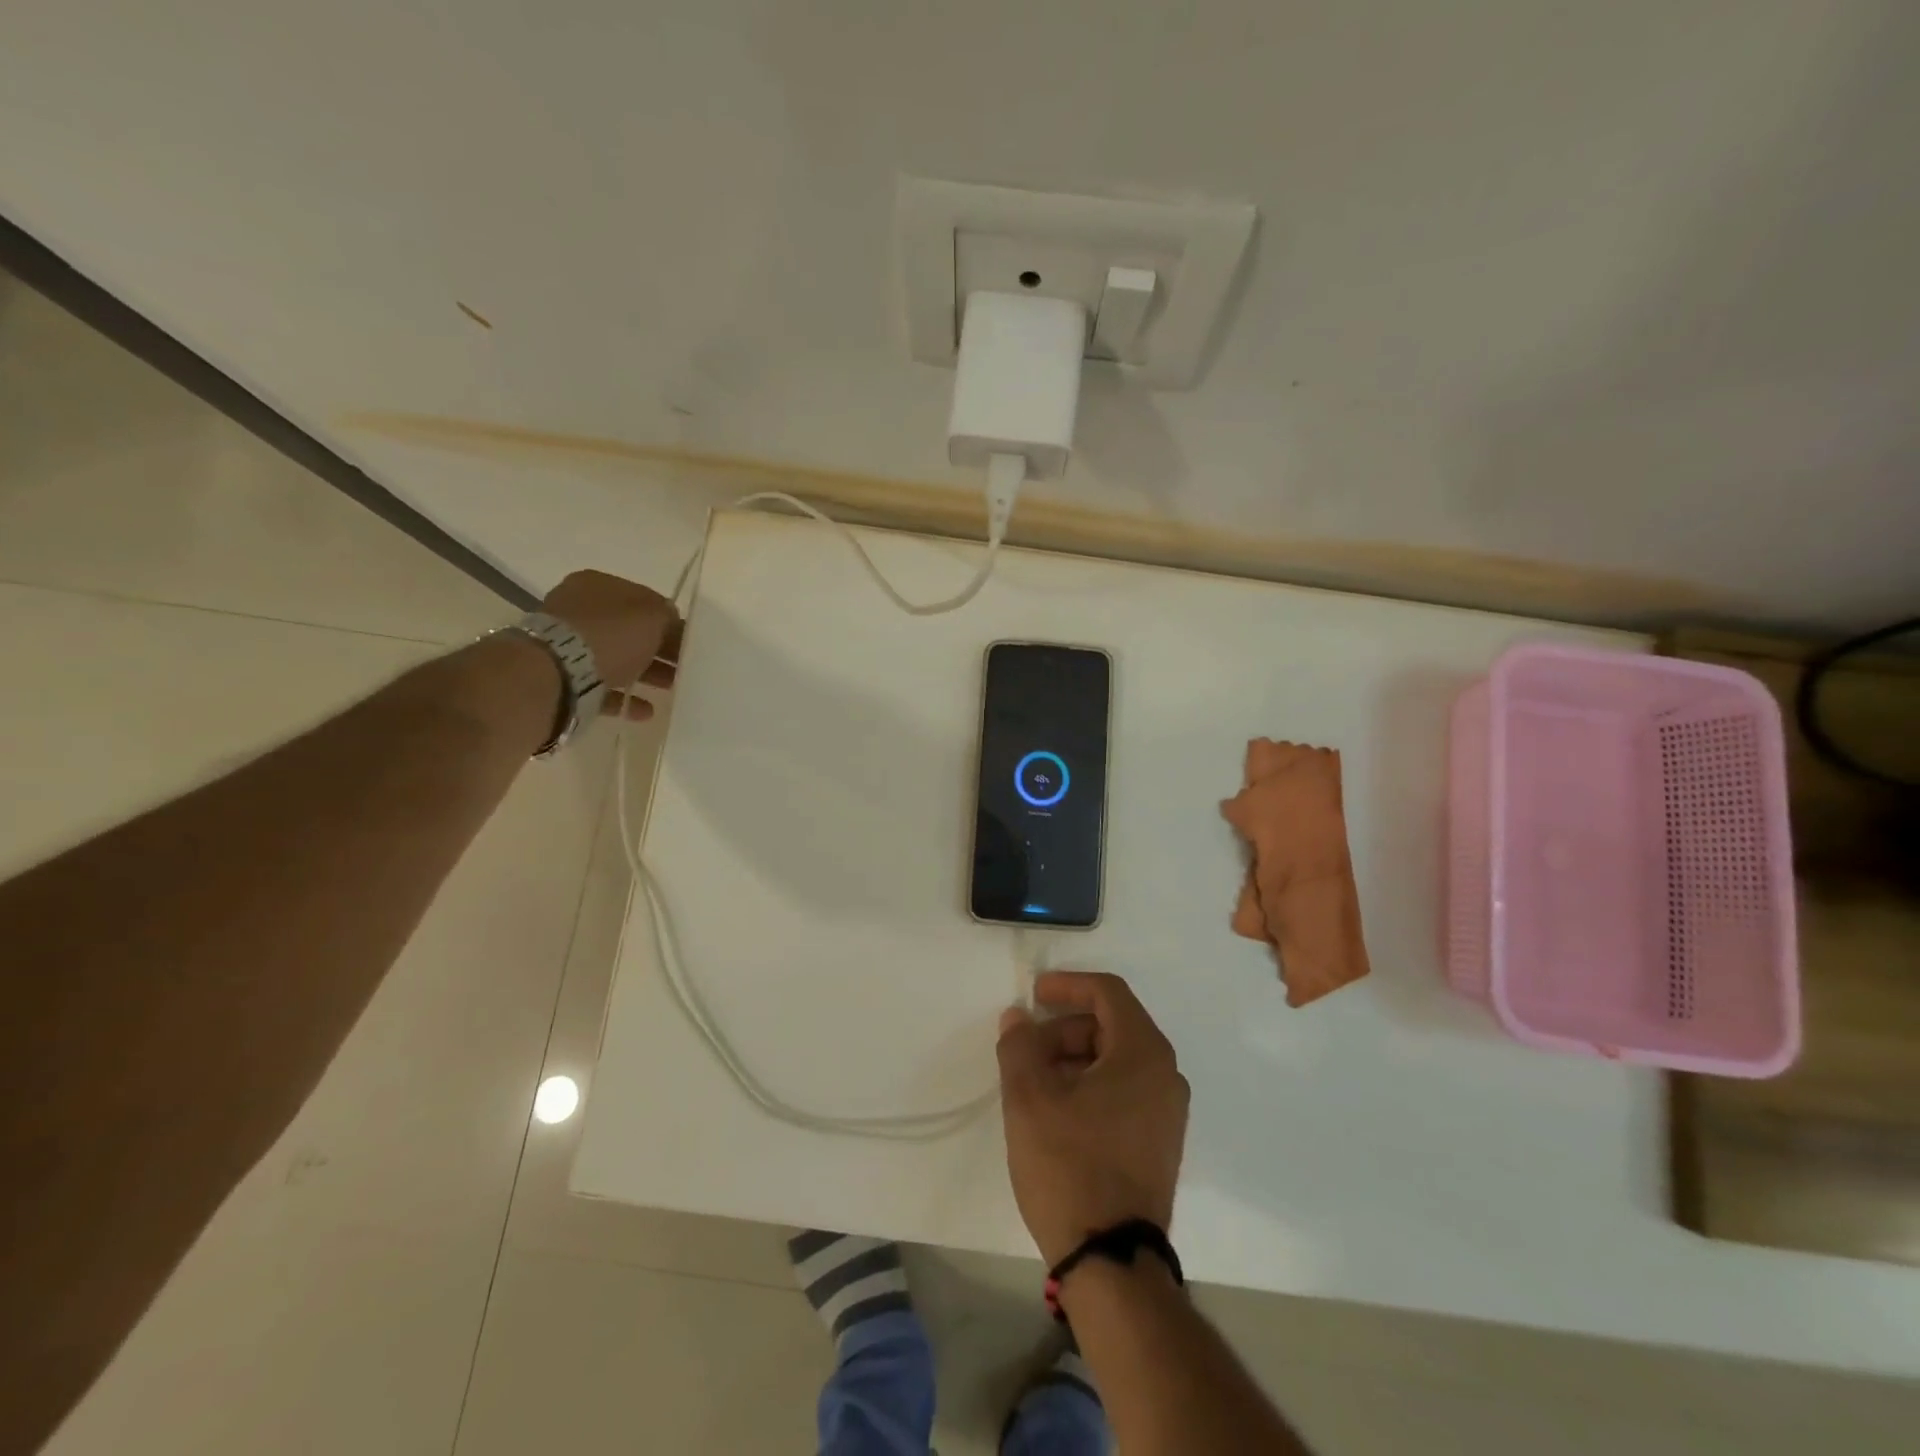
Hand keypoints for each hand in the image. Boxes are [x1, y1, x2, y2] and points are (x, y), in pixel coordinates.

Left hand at [542, 570, 681, 717]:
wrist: (558, 673)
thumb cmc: (610, 635)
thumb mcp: (651, 617)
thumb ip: (666, 615)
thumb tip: (670, 620)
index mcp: (597, 586)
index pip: (642, 600)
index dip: (669, 620)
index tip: (688, 641)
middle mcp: (578, 610)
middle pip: (630, 630)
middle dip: (659, 649)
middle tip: (683, 667)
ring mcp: (567, 645)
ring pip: (617, 658)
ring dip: (646, 673)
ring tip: (670, 689)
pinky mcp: (563, 677)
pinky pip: (601, 686)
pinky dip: (624, 698)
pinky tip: (645, 711)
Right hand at [997, 971, 1189, 1267]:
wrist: (1111, 1262)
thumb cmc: (1070, 1165)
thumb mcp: (1029, 1098)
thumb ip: (1019, 1046)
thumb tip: (1018, 1018)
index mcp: (1144, 1053)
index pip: (1108, 992)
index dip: (1068, 985)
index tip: (1033, 994)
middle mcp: (1165, 1075)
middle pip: (1111, 1026)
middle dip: (1064, 1028)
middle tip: (1025, 1049)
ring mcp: (1167, 1112)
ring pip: (1115, 1061)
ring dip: (1073, 1058)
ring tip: (1033, 1083)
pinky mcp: (1159, 1142)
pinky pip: (1124, 1091)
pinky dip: (1089, 1085)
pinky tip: (1056, 1110)